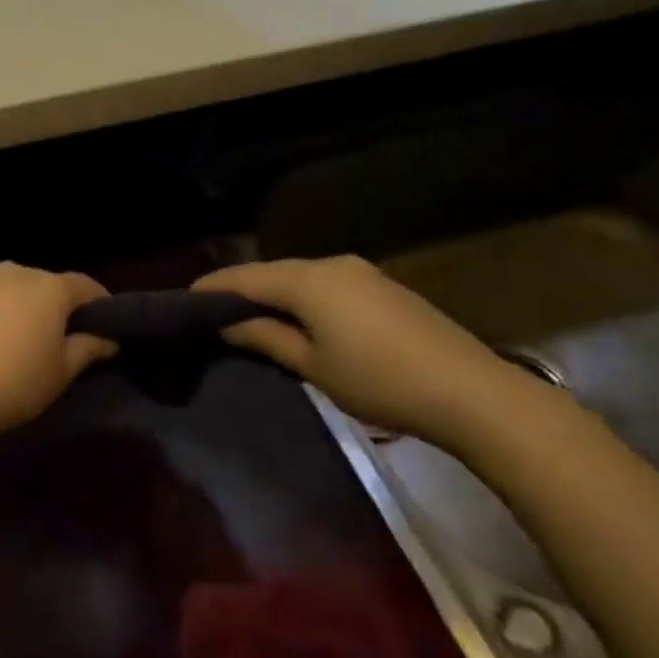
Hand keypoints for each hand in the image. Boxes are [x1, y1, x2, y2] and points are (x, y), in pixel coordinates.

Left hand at [0, 263, 116, 446]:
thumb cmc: (10, 384)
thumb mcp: (59, 374)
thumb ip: (88, 349)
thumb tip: (108, 338)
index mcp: (48, 288)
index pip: (85, 286)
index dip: (99, 304)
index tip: (104, 325)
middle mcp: (12, 272)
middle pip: (44, 285)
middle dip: (54, 307)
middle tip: (56, 339)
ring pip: (8, 290)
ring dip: (17, 309)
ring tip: (13, 342)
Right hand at [194, 257, 561, 452]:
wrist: (472, 392)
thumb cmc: (380, 381)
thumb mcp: (313, 365)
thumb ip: (266, 338)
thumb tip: (228, 323)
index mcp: (308, 281)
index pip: (245, 277)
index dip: (213, 287)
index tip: (185, 299)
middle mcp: (332, 265)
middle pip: (273, 272)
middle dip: (241, 289)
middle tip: (213, 312)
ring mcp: (362, 273)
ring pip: (300, 277)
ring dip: (273, 294)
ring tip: (250, 317)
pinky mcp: (383, 287)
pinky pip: (326, 284)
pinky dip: (302, 297)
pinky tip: (297, 318)